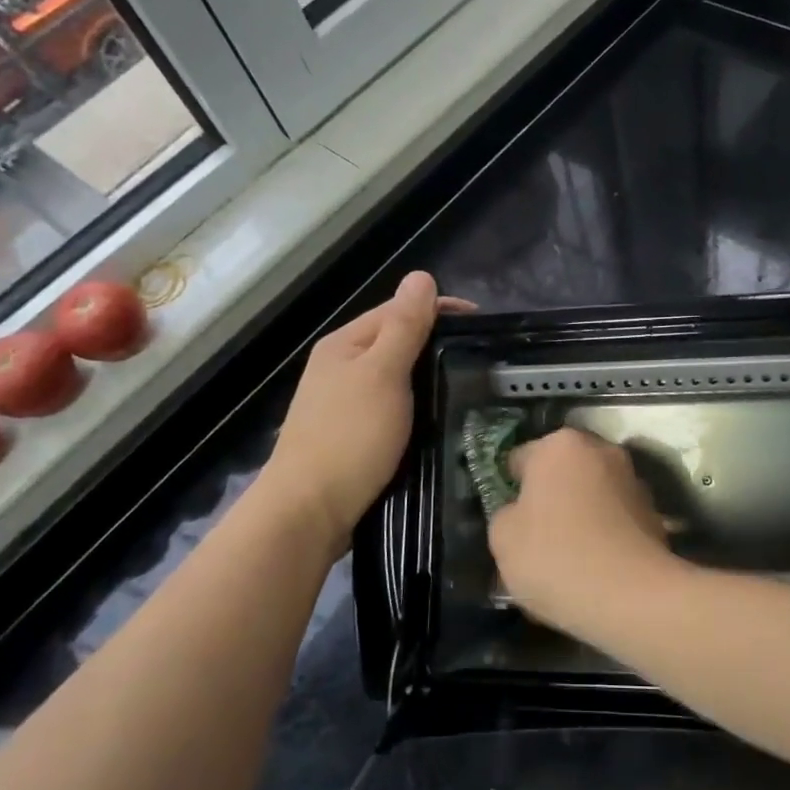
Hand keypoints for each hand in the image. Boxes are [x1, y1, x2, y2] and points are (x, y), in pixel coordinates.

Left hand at [264, 271, 474, 559]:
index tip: (481, 325)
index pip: (398, 310)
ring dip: (427, 376)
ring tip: (466, 386)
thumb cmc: (349, 437)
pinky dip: (415, 405)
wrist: (307, 513)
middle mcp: (340, 367)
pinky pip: (391, 406)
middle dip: (435, 343)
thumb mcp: (383, 374)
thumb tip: (421, 276)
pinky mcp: (351, 435)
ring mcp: (343, 403)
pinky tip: (434, 418)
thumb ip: (404, 327)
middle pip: (395, 342)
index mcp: (345, 344)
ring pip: (395, 377)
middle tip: (479, 359)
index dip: (439, 310)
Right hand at [489, 428, 682, 638]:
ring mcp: (633, 479)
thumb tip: (521, 513)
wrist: (631, 595)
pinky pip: (616, 518)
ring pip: (593, 493)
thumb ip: (507, 514)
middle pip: (562, 471)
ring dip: (582, 513)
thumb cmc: (555, 556)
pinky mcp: (655, 512)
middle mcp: (600, 449)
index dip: (511, 489)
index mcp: (559, 445)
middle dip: (551, 496)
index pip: (520, 458)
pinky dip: (606, 533)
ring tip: (570, 557)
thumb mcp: (502, 538)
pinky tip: (597, 567)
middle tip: (537, 537)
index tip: (510, 521)